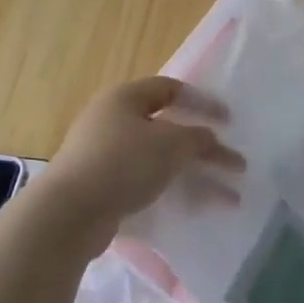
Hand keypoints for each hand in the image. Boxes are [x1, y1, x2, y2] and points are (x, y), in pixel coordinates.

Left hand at [41, 77, 243, 227]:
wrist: (69, 213)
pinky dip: (173, 191)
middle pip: (168, 128)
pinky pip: (147, 183)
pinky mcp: (103, 187)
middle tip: (234, 163)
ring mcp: (105, 155)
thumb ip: (198, 139)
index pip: (171, 89)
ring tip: (230, 197)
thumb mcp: (171, 145)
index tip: (229, 121)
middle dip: (204, 148)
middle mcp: (112, 121)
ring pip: (161, 160)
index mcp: (124, 98)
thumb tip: (210, 139)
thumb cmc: (123, 163)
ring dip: (196, 175)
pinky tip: (196, 208)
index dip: (202, 102)